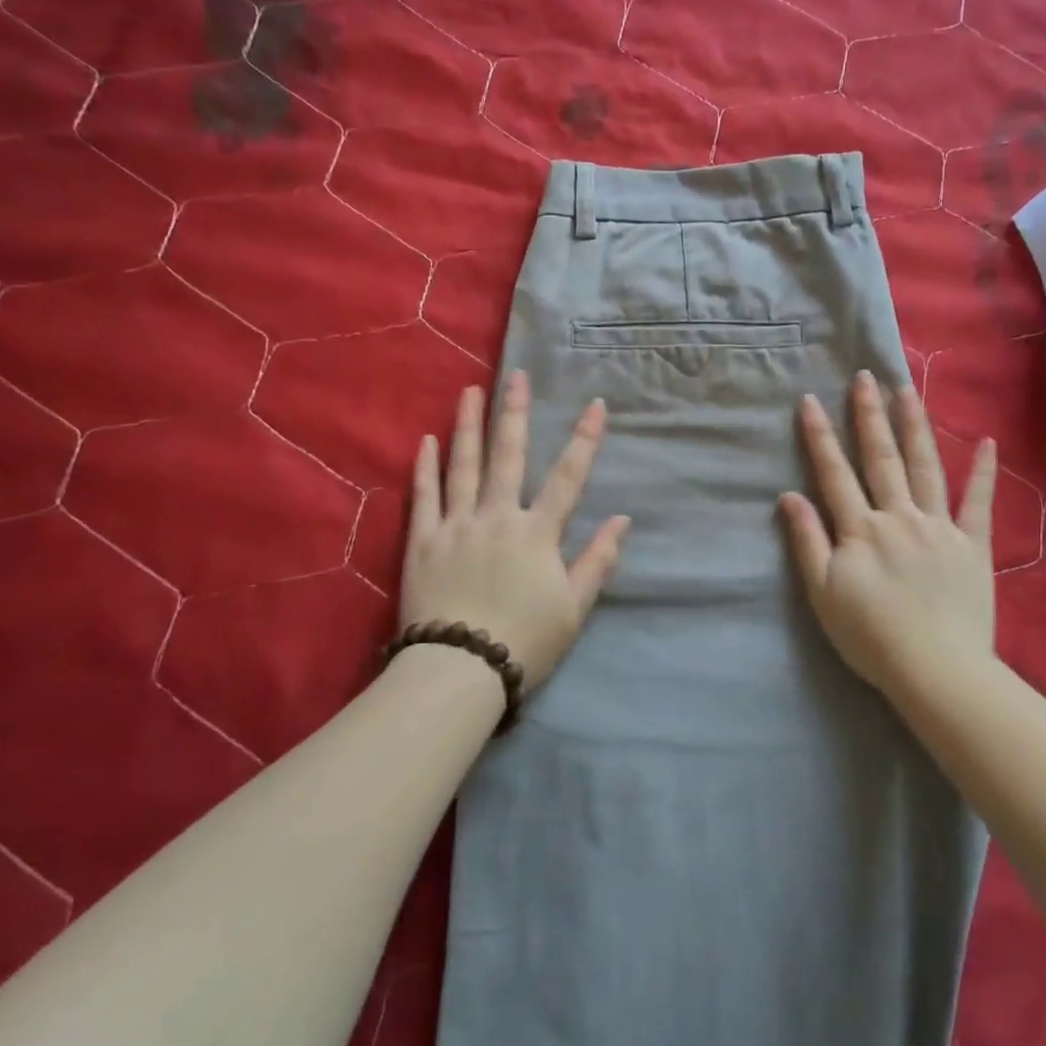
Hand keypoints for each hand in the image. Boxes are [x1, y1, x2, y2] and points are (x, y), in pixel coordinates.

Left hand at [399, 371, 629, 690]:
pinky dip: (425, 467)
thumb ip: (598, 560)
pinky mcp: (422, 542)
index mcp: (537, 533)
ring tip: (471, 392)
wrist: (459, 669)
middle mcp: (497, 517)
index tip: (595, 405)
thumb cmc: (524, 642)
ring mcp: (456, 526)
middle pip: (509, 457)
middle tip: (516, 376)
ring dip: (468, 426)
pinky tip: (426, 441)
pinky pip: (423, 496)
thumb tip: (622, 520)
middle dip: (514, 413)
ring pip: (463, 466)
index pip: (568, 477)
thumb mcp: (574, 608)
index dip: (584, 440)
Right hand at [778, 371, 998, 696]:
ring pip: (925, 467)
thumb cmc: (870, 636)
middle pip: (881, 458)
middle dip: (869, 415)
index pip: (834, 472)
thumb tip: (788, 496)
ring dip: (914, 427)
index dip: (819, 435)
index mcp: (860, 529)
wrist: (937, 671)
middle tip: (865, 376)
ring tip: (907, 391)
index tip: (811, 399)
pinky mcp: (972, 545)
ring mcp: (939, 527)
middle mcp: (898, 516)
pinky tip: (986, 442)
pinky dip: (983, 472)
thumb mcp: (822, 593)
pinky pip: (979, 503)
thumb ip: (807, 541)